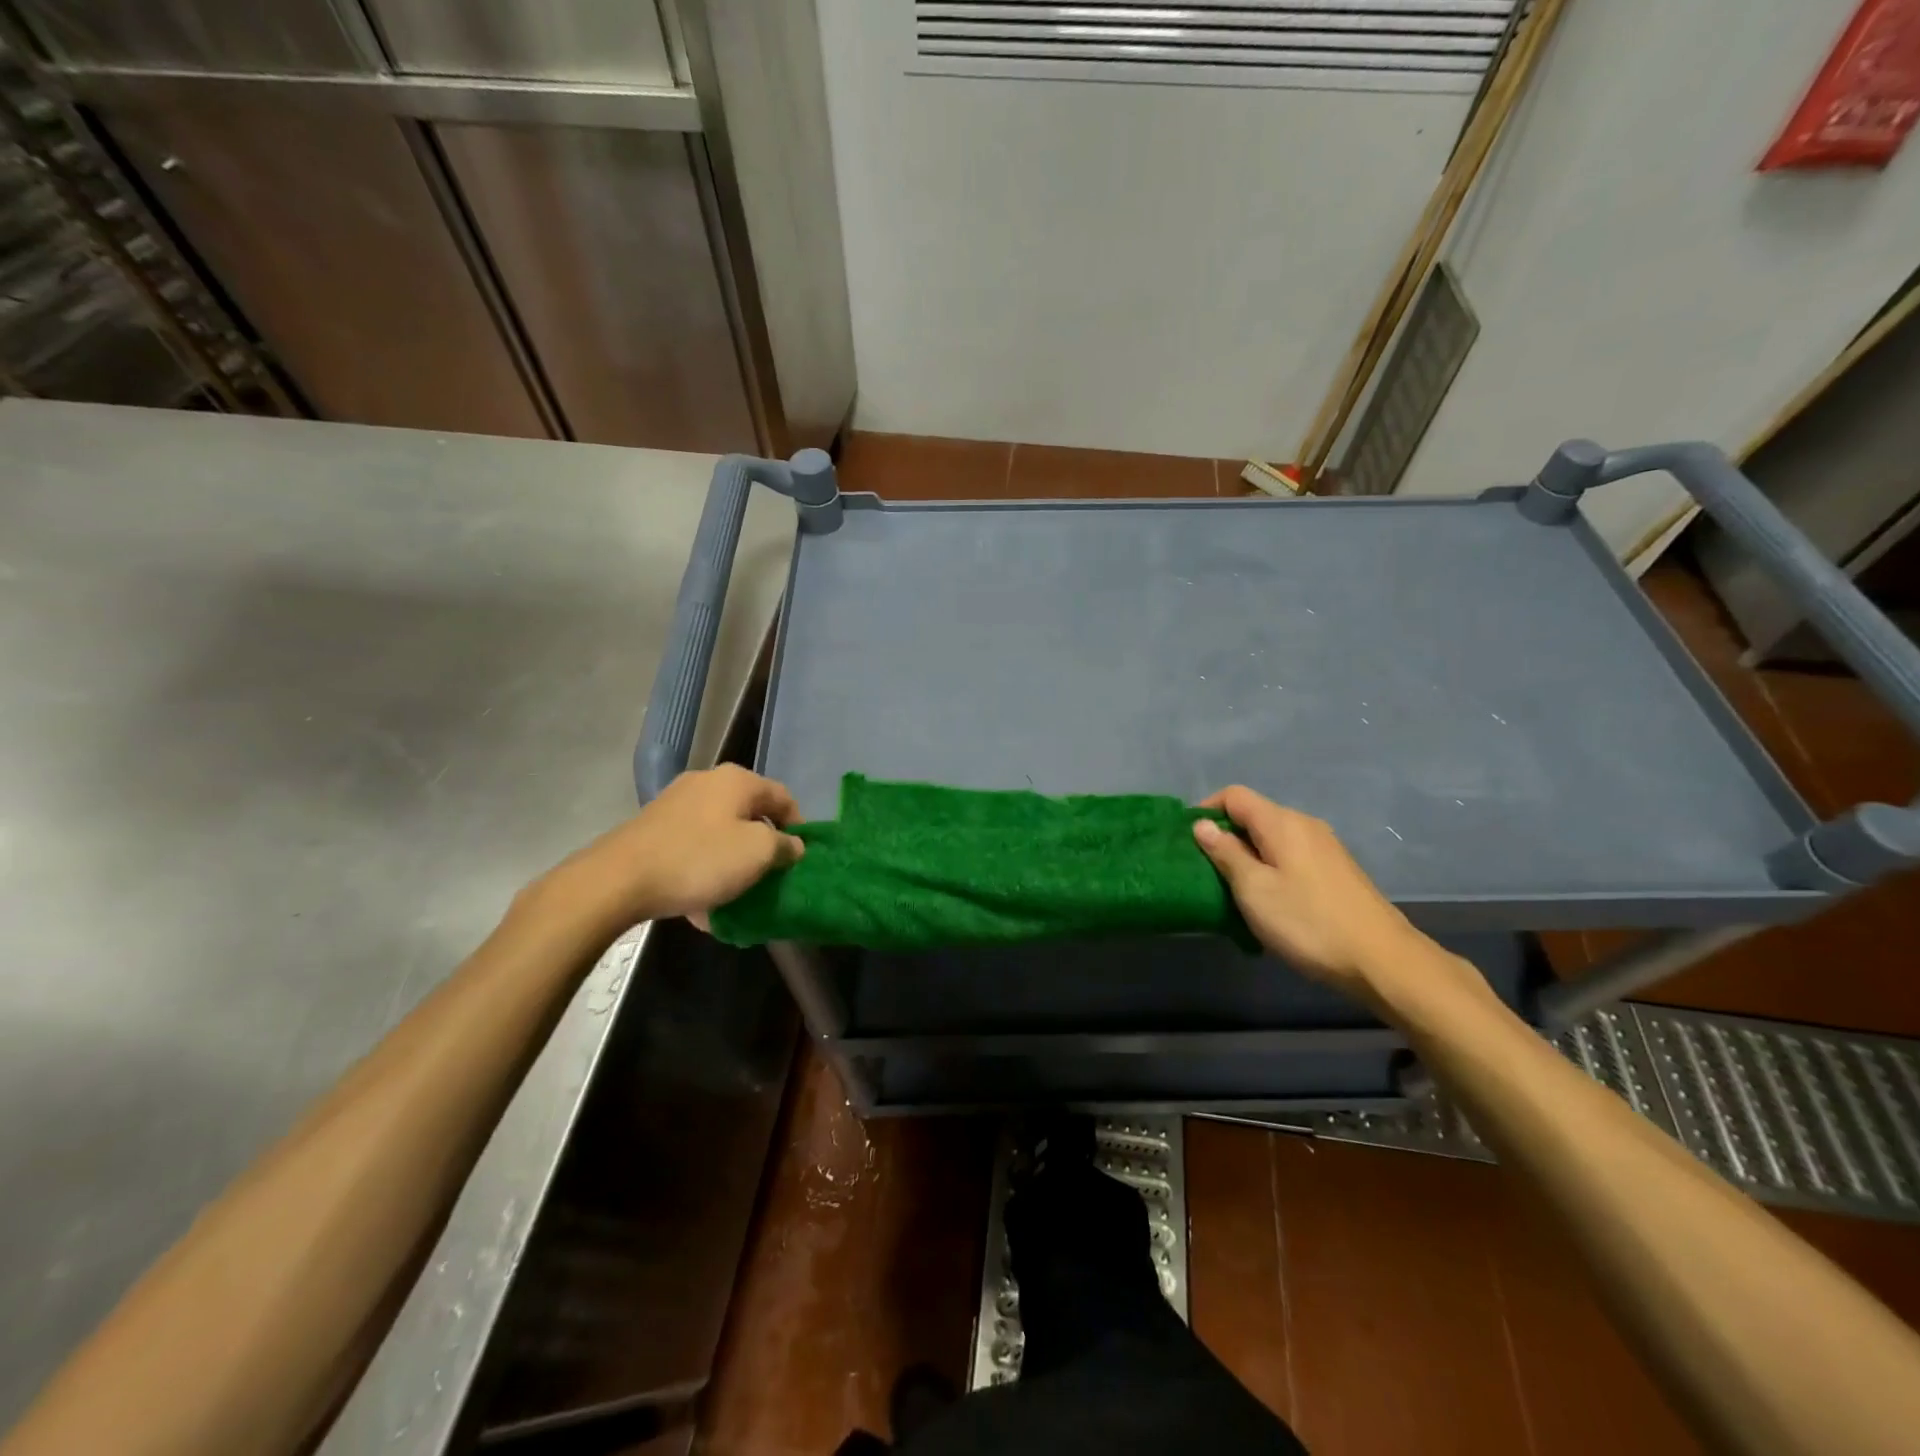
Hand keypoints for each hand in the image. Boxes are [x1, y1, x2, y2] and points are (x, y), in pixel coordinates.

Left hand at [537, 765, 803, 934]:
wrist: (618, 879)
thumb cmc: (699, 860)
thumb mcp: (757, 853)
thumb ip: (783, 845)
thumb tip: (793, 844)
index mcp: (737, 781)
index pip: (784, 797)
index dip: (799, 826)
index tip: (800, 859)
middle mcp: (708, 782)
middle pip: (750, 814)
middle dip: (763, 846)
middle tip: (770, 877)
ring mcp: (677, 803)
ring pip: (721, 833)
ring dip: (733, 861)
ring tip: (736, 894)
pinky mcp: (654, 827)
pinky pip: (693, 846)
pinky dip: (704, 868)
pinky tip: (702, 902)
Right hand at [1193, 786, 1423, 1006]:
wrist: (1382, 960)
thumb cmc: (1308, 922)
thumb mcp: (1254, 889)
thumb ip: (1226, 853)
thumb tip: (1202, 825)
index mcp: (1282, 822)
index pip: (1234, 795)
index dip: (1206, 810)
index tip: (1188, 841)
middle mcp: (1305, 825)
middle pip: (1254, 815)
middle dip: (1225, 836)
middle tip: (1206, 870)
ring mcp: (1325, 847)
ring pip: (1272, 838)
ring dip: (1248, 856)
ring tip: (1233, 889)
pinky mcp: (1336, 871)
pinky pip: (1291, 856)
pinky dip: (1271, 868)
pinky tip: (1269, 901)